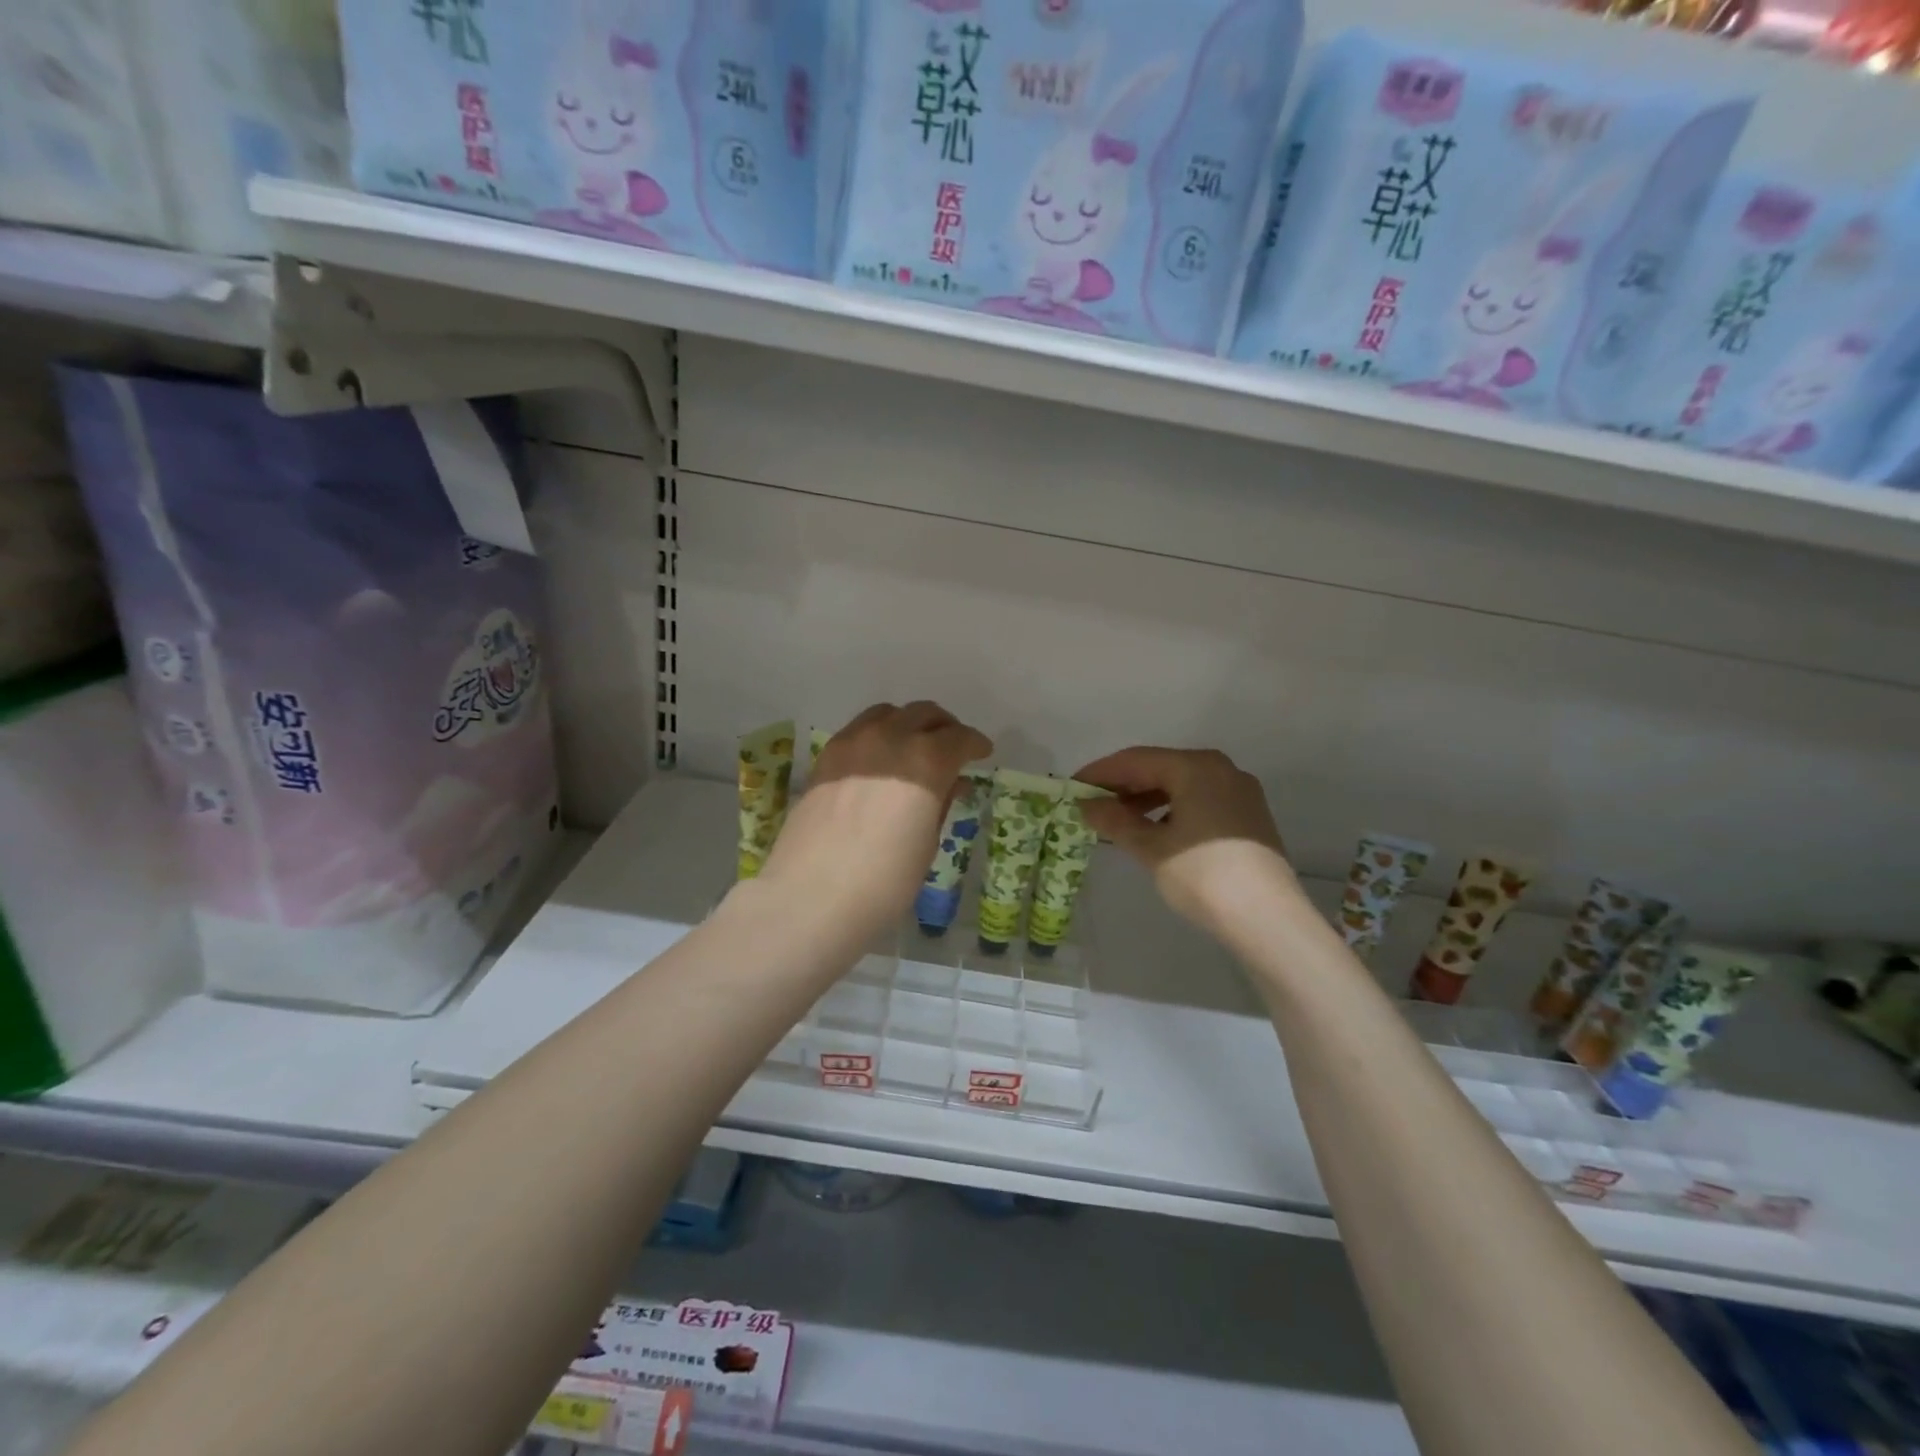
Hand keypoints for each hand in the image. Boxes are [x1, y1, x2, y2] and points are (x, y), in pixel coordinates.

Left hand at [760, 702, 991, 941]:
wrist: (811, 898)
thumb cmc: (884, 882)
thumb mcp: (926, 844)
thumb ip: (940, 803)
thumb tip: (952, 782)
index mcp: (926, 761)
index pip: (959, 738)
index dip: (975, 744)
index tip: (982, 753)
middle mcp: (890, 739)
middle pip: (924, 714)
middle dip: (944, 727)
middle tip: (953, 747)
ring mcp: (852, 744)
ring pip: (888, 714)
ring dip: (909, 723)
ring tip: (914, 747)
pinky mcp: (825, 758)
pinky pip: (859, 730)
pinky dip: (878, 734)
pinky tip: (879, 760)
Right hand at [1074, 747, 1293, 939]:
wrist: (1267, 919)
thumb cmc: (1203, 876)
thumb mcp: (1151, 848)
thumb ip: (1116, 821)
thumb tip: (1087, 805)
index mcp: (1196, 767)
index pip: (1136, 760)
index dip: (1100, 772)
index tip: (1071, 787)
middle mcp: (1220, 769)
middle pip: (1160, 767)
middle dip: (1123, 785)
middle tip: (1090, 804)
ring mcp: (1239, 791)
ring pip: (1181, 784)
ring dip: (1145, 798)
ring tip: (1117, 820)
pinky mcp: (1248, 816)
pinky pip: (1199, 800)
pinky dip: (1171, 809)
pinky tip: (1153, 830)